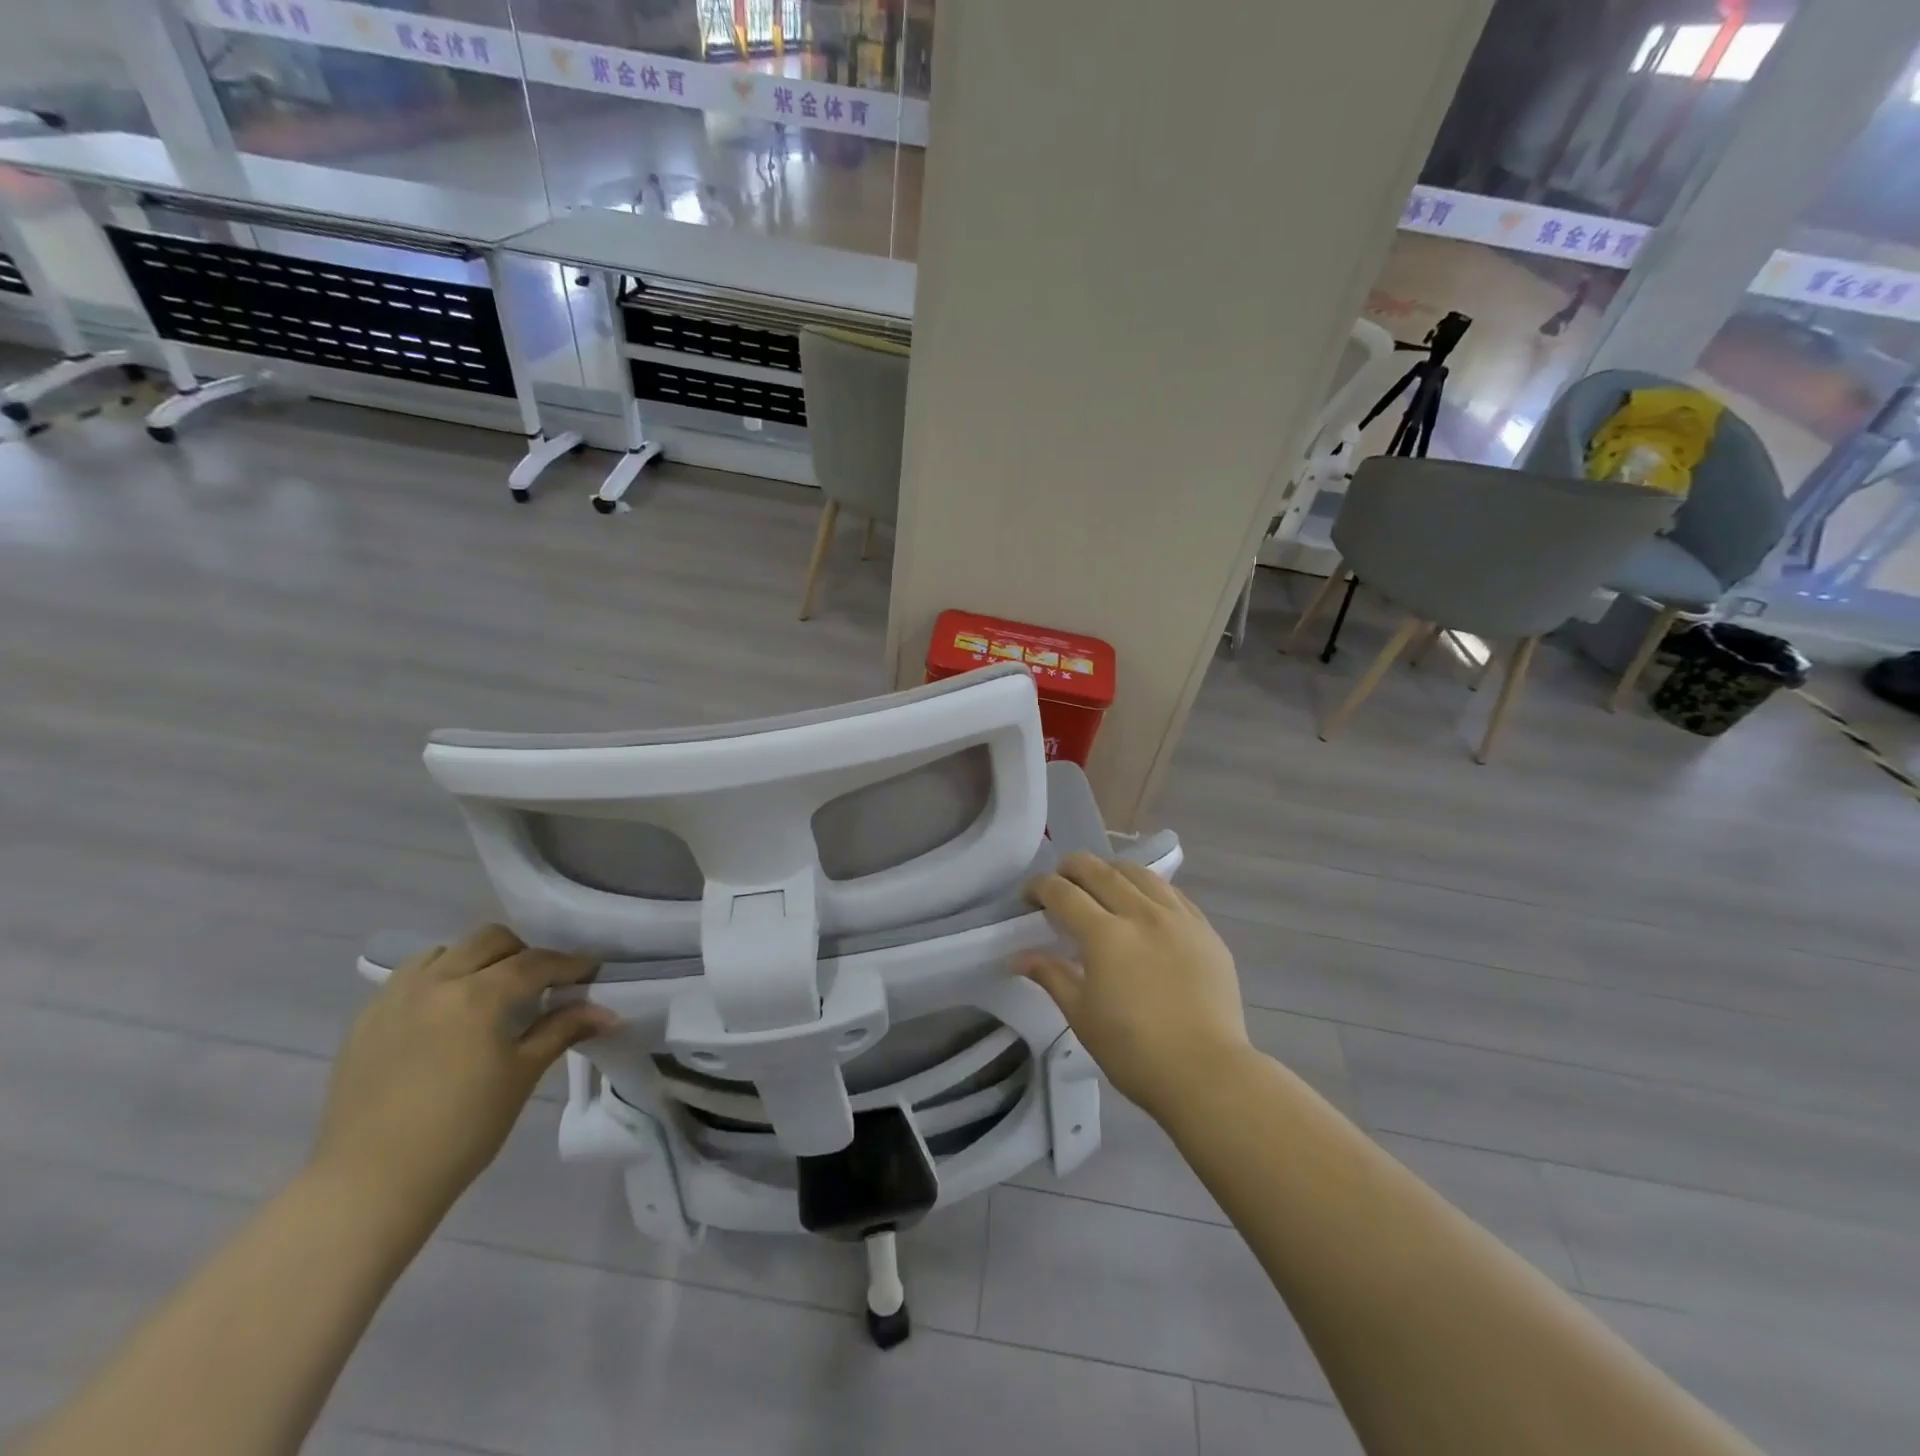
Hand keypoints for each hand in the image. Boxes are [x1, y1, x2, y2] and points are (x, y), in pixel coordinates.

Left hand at [310, 925, 617, 1217]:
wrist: (370, 1185)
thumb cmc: (462, 1130)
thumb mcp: (523, 1075)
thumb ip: (562, 1030)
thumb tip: (605, 1010)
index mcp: (478, 995)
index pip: (536, 962)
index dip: (569, 964)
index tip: (591, 972)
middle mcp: (435, 982)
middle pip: (490, 940)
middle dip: (522, 953)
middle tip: (539, 984)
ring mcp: (393, 998)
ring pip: (445, 952)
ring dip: (475, 961)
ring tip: (488, 994)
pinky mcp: (364, 1021)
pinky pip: (409, 979)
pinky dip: (437, 981)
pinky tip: (445, 1016)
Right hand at [1017, 854, 1252, 1121]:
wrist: (1207, 1073)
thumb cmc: (1134, 1051)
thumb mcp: (1082, 1015)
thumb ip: (1051, 976)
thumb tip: (1017, 957)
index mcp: (1105, 935)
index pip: (1063, 893)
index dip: (1039, 888)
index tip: (1028, 897)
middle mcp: (1141, 914)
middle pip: (1100, 871)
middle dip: (1071, 869)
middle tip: (1060, 882)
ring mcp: (1178, 918)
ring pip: (1139, 873)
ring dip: (1111, 870)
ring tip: (1102, 884)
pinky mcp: (1205, 930)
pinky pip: (1172, 892)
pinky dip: (1148, 888)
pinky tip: (1144, 903)